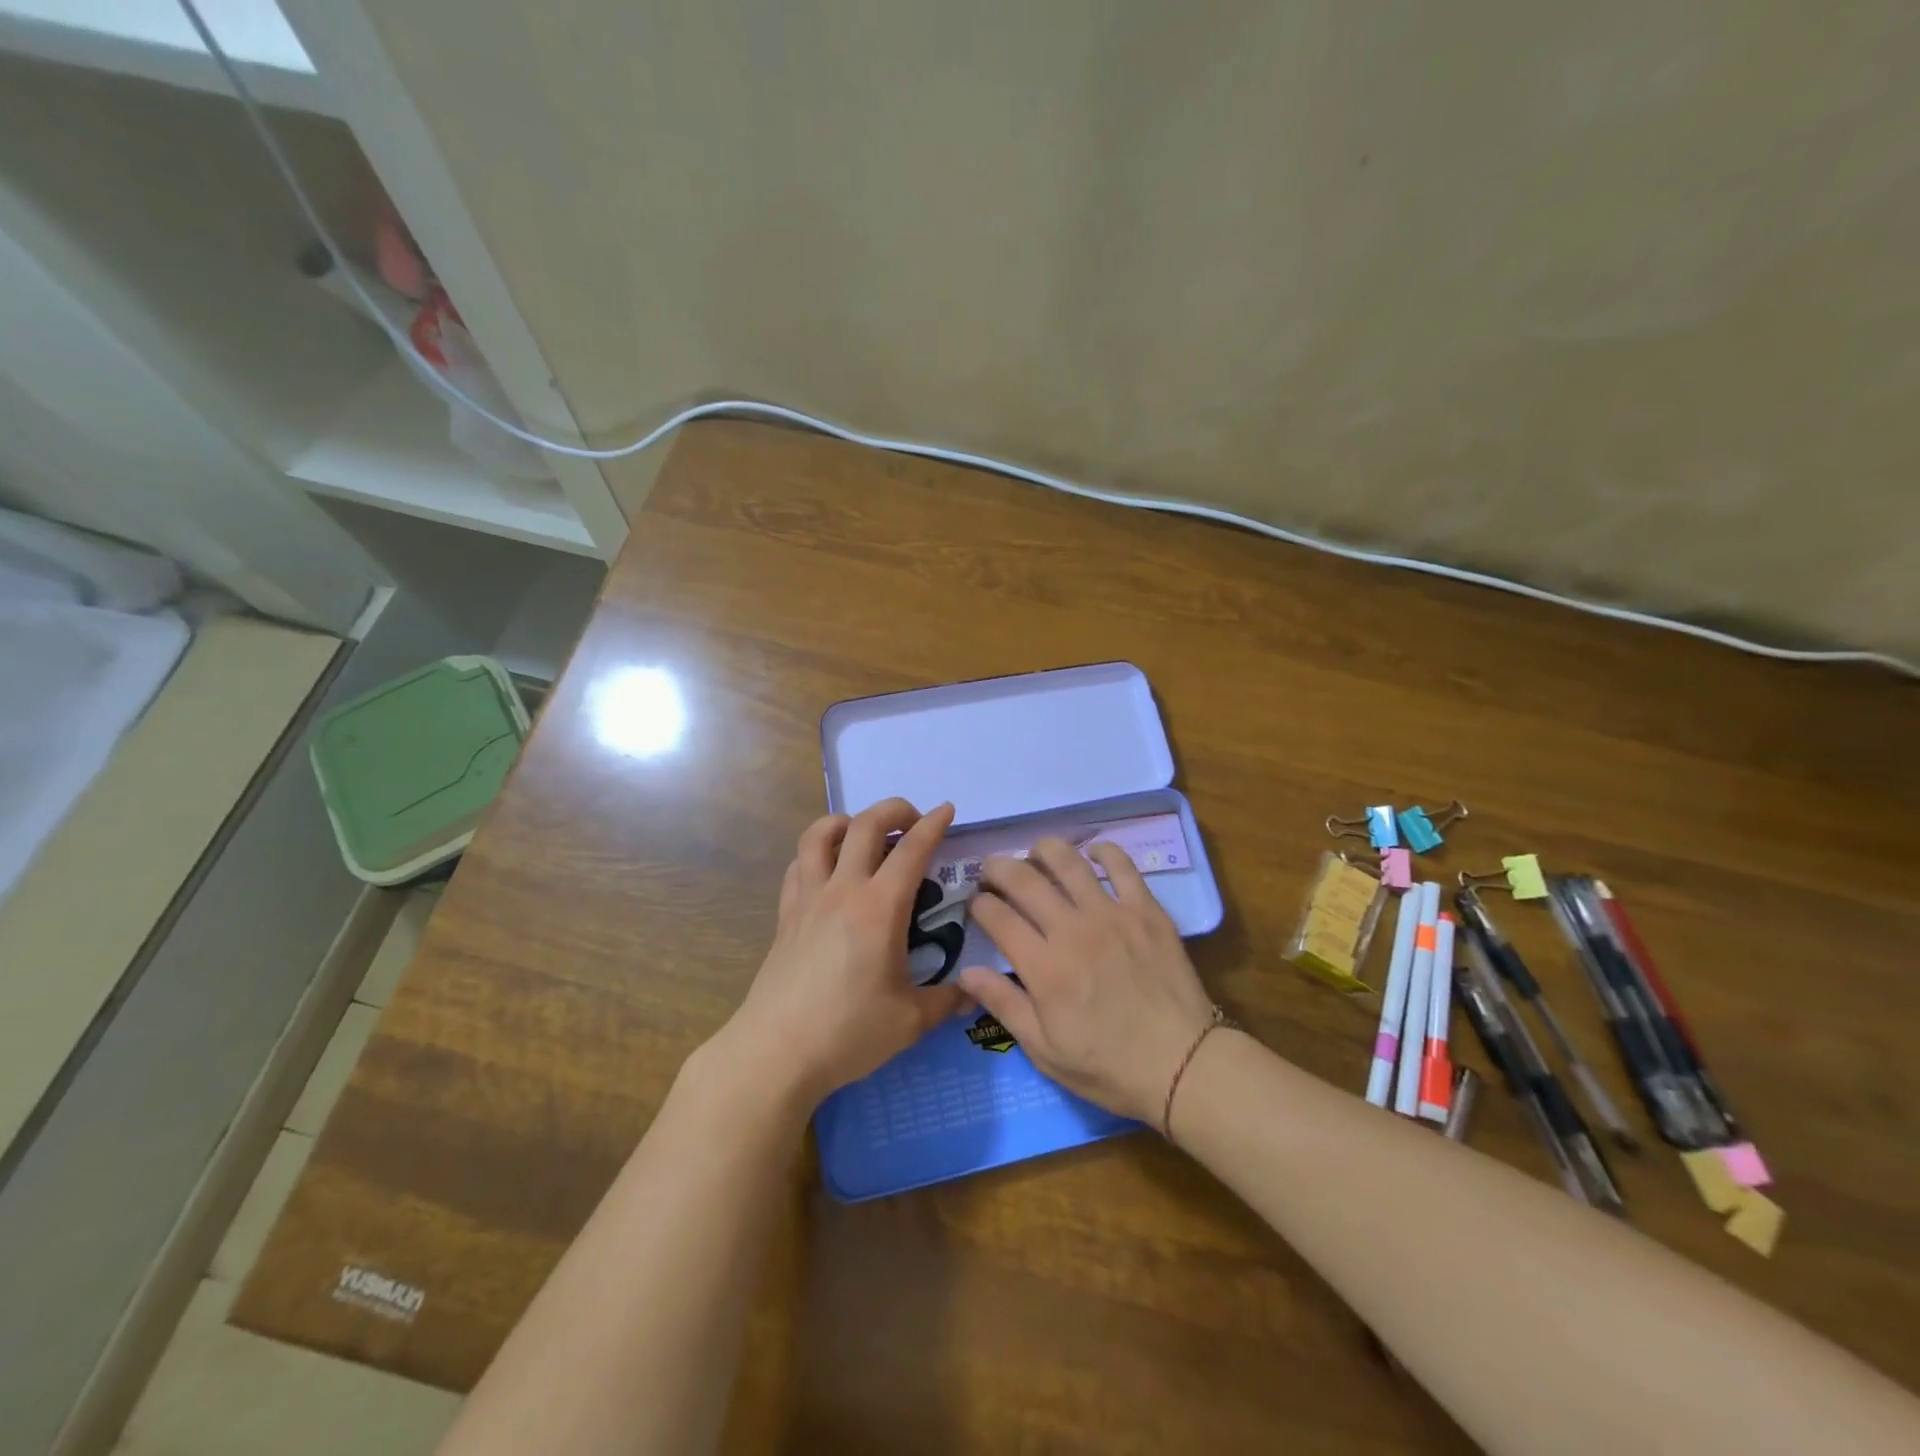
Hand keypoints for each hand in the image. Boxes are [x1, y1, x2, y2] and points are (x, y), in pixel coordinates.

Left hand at [712, 798, 968, 1107]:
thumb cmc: (847, 1033)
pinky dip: (817, 853)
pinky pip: (798, 865)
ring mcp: (808, 899)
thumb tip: (973, 993)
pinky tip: (829, 870)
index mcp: (880, 909)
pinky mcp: (785, 915)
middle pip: (865, 824)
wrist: (776, 1053)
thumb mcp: (909, 1022)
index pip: (912, 850)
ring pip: (820, 834)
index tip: (947, 810)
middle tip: (913, 820)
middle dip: (894, 809)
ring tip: (865, 834)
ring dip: (847, 821)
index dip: (933, 825)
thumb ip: (946, 1001)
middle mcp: (843, 890)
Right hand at [956, 838, 1215, 1125]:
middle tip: (993, 871)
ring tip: (1035, 854)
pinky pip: (1122, 865)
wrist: (1183, 1064)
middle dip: (998, 868)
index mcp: (1044, 967)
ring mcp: (1112, 914)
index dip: (979, 904)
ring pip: (1068, 861)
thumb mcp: (1045, 1051)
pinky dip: (1104, 851)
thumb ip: (1004, 1005)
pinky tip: (1093, 853)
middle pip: (1024, 879)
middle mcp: (1072, 930)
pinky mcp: (1146, 910)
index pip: (997, 917)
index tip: (976, 904)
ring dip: (1043, 850)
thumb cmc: (1109, 1066)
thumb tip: (965, 972)